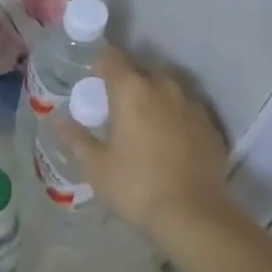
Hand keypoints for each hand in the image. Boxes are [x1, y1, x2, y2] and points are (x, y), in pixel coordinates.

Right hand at [62, 47, 231, 241]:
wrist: (193, 214)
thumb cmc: (136, 186)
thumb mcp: (97, 167)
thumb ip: (77, 140)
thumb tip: (60, 124)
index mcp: (131, 90)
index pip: (112, 58)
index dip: (100, 64)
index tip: (92, 81)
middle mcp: (164, 88)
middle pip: (142, 72)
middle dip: (128, 84)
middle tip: (116, 109)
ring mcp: (192, 105)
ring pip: (168, 90)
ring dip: (154, 100)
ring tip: (144, 125)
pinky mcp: (211, 126)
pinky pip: (187, 111)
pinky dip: (176, 119)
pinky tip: (169, 143)